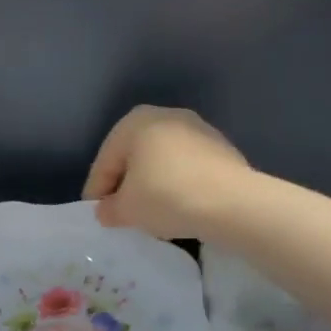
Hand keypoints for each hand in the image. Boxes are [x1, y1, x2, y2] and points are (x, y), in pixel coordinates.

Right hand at [82, 104, 250, 239]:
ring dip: (153, 184)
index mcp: (134, 121)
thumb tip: (107, 211)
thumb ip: (109, 209)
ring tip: (152, 213)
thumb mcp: (126, 210)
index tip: (97, 215)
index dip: (97, 191)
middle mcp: (165, 116)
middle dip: (126, 184)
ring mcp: (198, 129)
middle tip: (122, 213)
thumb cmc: (166, 196)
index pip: (106, 161)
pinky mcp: (222, 149)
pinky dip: (178, 185)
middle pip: (135, 156)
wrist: (233, 202)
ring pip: (163, 161)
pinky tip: (180, 207)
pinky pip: (188, 168)